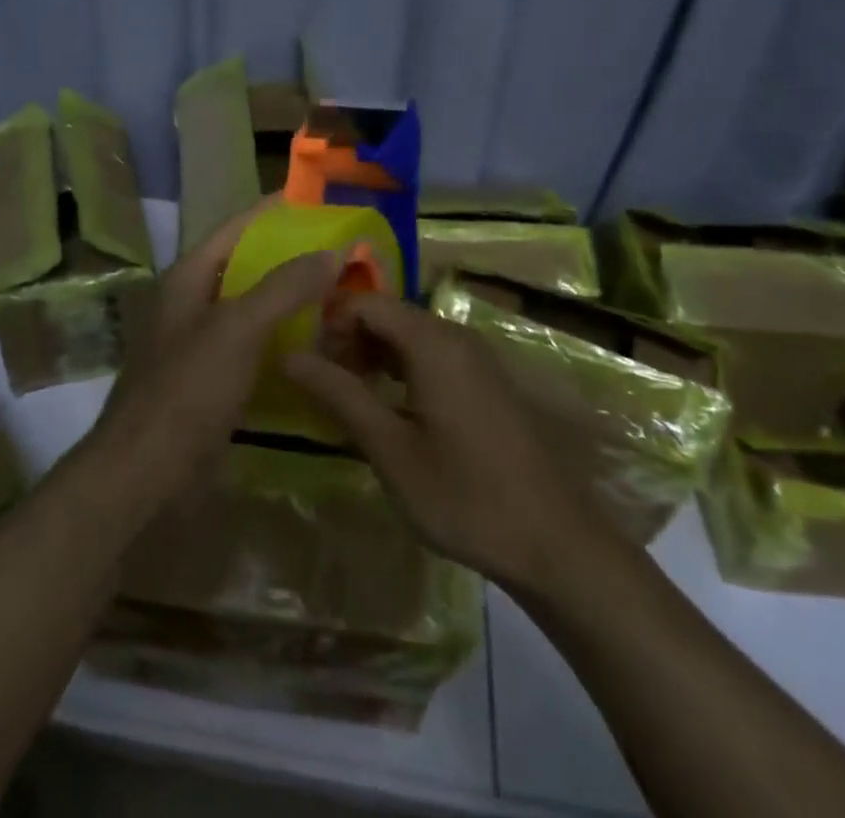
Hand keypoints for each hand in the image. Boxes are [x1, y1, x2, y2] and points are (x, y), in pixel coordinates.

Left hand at [89, 205, 339, 507]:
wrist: (145, 477)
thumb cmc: (187, 390)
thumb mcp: (238, 328)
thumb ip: (284, 285)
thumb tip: (334, 250)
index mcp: (190, 278)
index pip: (238, 227)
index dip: (275, 211)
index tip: (321, 203)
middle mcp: (195, 304)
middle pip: (250, 268)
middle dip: (294, 259)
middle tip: (346, 255)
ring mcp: (204, 346)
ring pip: (257, 311)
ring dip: (295, 303)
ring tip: (345, 296)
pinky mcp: (216, 385)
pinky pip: (258, 351)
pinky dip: (288, 344)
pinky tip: (324, 348)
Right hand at [283, 294, 586, 589]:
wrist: (556, 542)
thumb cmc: (465, 496)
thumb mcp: (390, 450)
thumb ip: (339, 395)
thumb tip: (288, 355)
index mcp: (433, 341)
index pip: (366, 302)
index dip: (330, 323)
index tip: (308, 364)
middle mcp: (455, 336)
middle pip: (388, 314)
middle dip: (350, 340)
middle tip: (325, 387)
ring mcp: (476, 357)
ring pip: (409, 335)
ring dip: (374, 356)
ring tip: (350, 400)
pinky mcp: (485, 381)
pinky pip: (432, 355)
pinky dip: (401, 369)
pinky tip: (389, 410)